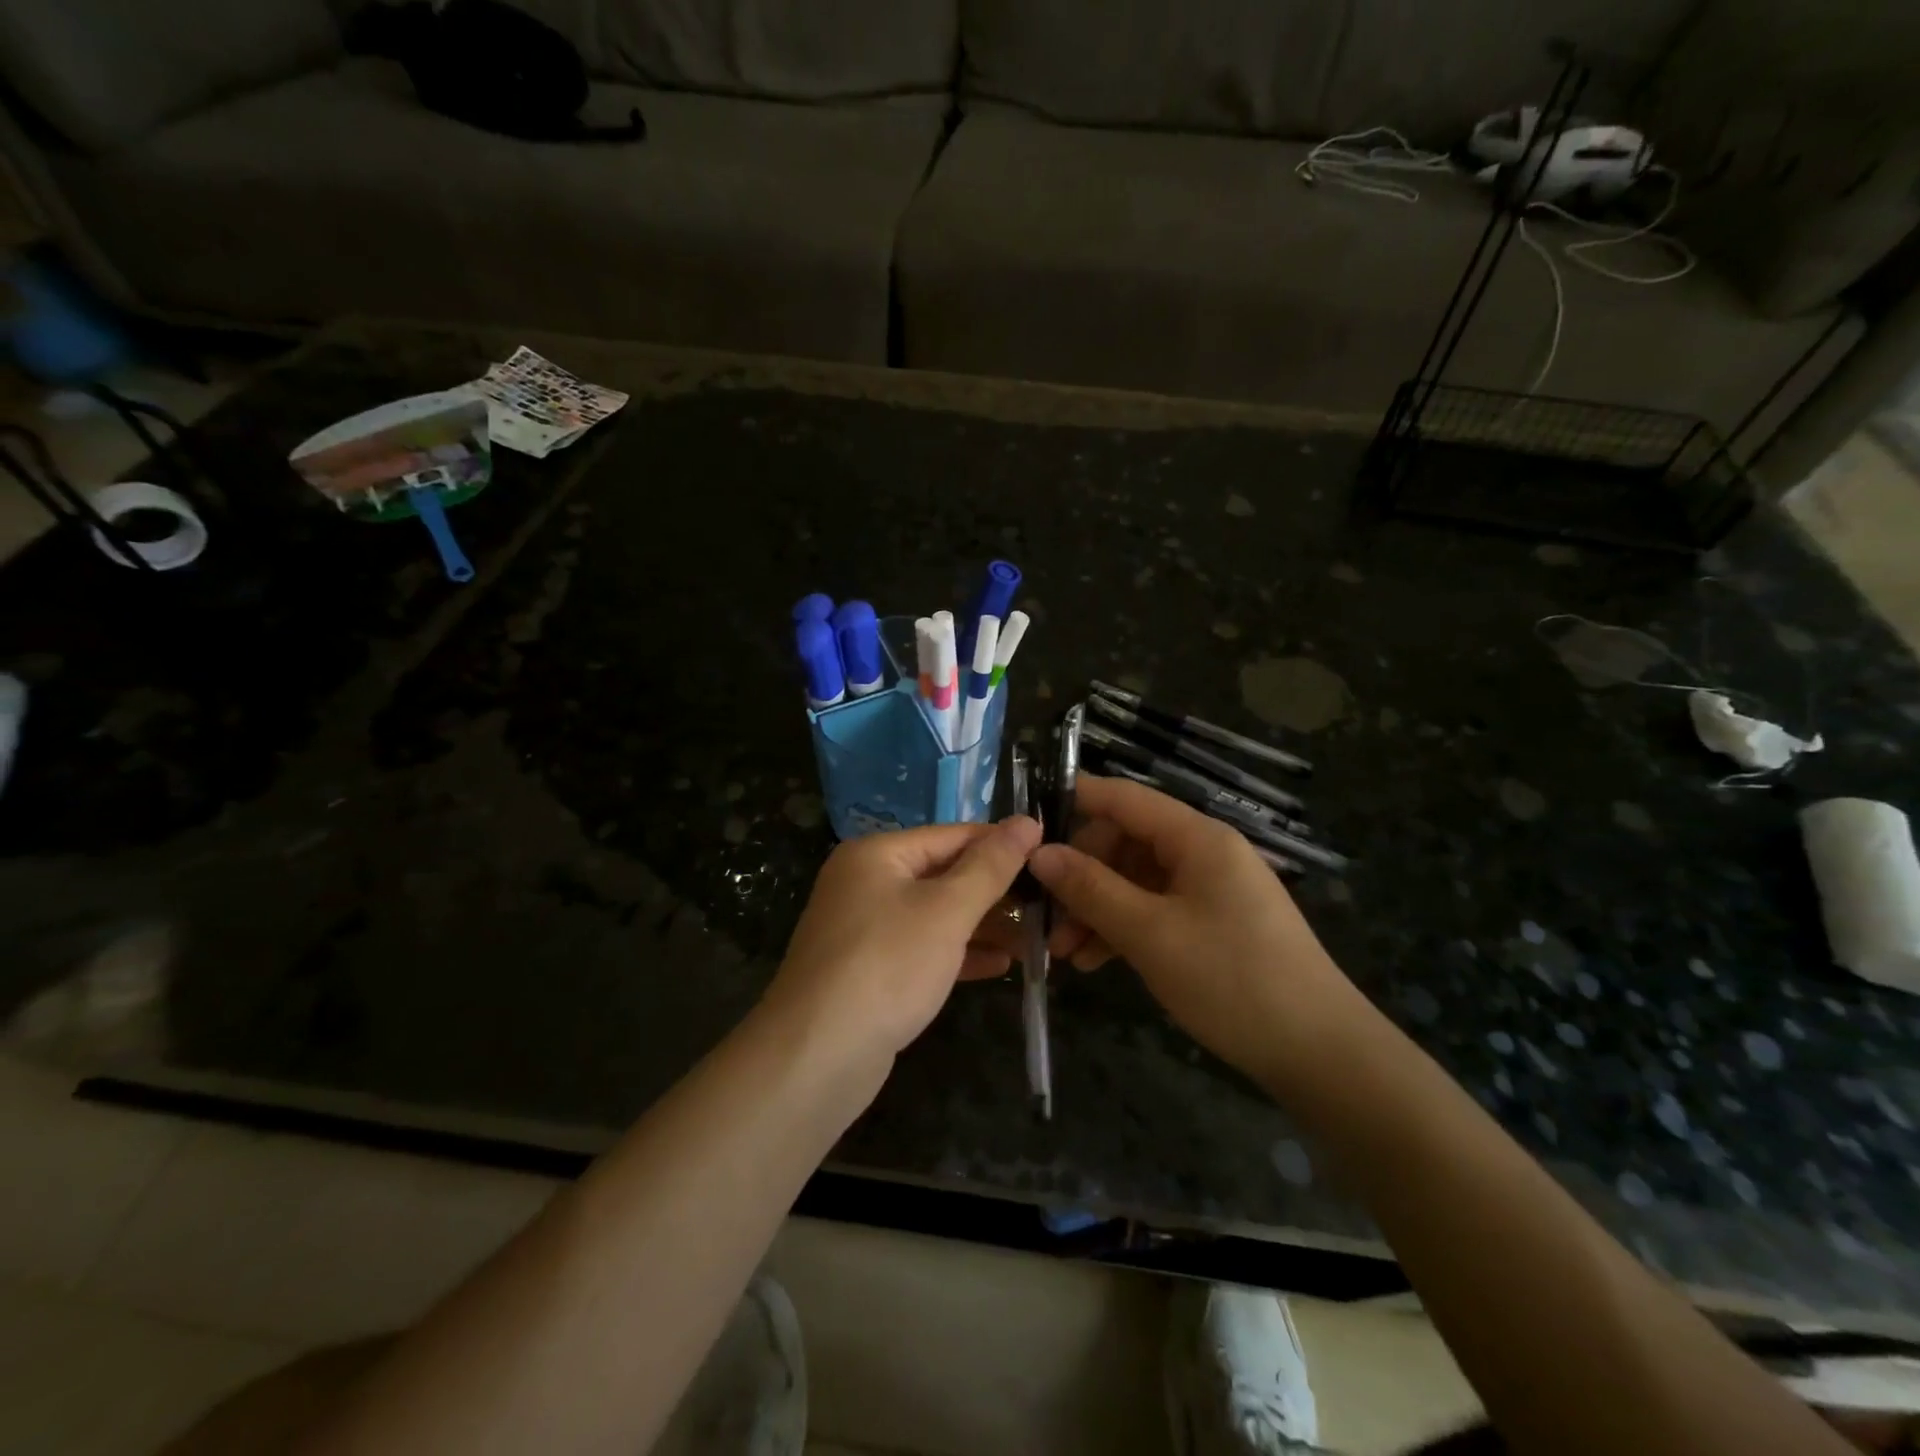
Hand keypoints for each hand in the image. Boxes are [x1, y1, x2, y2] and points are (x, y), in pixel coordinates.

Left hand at [765, 816, 1042, 1062]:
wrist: (816, 1056)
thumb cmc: (887, 965)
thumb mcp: (947, 910)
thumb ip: (990, 866)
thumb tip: (1027, 821)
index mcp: (877, 854)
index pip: (952, 836)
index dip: (1001, 844)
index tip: (1050, 855)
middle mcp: (866, 883)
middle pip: (943, 875)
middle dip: (995, 893)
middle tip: (1048, 906)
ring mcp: (864, 929)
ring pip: (935, 916)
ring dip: (983, 926)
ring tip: (1035, 939)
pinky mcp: (869, 971)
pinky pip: (922, 950)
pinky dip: (958, 954)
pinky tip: (1000, 966)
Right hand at [1028, 775, 1356, 1080]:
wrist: (1319, 1053)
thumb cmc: (1232, 979)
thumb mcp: (1151, 933)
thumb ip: (1091, 889)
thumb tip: (1039, 853)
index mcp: (1197, 838)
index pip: (1124, 798)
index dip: (1074, 800)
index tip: (1025, 821)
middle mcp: (1203, 853)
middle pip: (1125, 843)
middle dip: (1080, 876)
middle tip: (1043, 916)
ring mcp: (1209, 890)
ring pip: (1134, 881)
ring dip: (1095, 910)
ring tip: (1062, 952)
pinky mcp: (1212, 924)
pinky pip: (1154, 911)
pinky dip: (1122, 930)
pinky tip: (1093, 962)